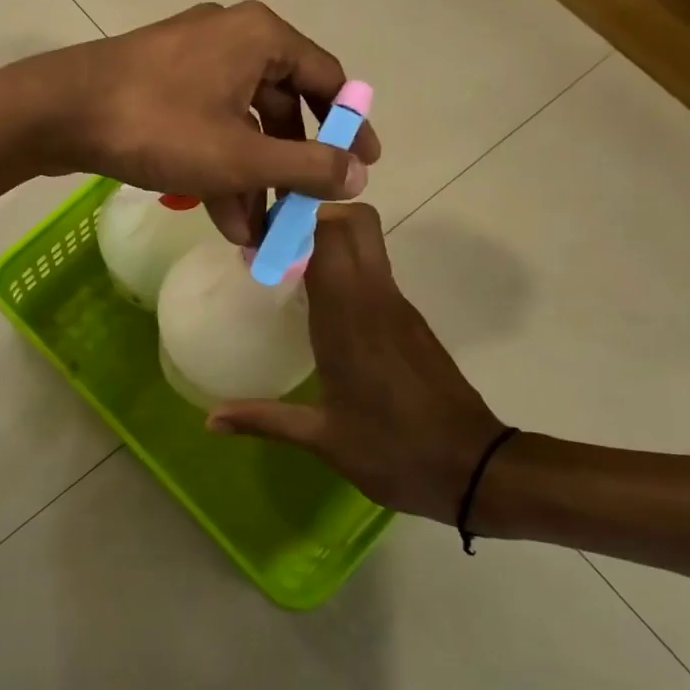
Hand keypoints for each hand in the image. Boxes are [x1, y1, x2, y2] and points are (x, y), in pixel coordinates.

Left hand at [15, 2, 380, 243]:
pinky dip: (217, 165)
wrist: (57, 112)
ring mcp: (189, 59)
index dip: (349, 127)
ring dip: (250, 179)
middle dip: (289, 168)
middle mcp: (230, 37)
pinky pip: (205, 123)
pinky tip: (221, 218)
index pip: (326, 79)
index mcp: (260, 37)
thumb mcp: (240, 156)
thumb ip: (306, 166)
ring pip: (239, 123)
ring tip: (255, 237)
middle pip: (280, 106)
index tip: (363, 167)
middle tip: (299, 213)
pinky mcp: (158, 83)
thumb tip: (358, 175)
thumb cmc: (158, 126)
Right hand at [206, 203, 505, 521]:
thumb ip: (264, 419)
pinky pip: (374, 271)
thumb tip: (211, 420)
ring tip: (286, 270)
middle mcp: (376, 299)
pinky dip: (344, 267)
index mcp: (349, 318)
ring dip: (327, 239)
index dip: (291, 224)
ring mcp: (398, 306)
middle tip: (274, 246)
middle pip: (353, 222)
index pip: (326, 237)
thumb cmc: (395, 452)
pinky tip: (319, 305)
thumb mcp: (323, 439)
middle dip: (311, 218)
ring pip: (367, 242)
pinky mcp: (410, 320)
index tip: (256, 241)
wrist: (478, 470)